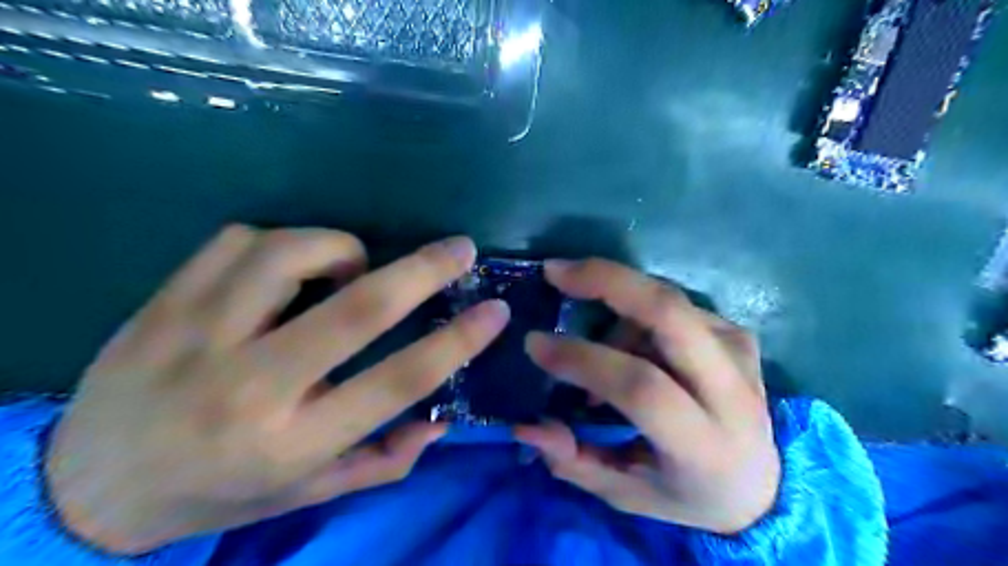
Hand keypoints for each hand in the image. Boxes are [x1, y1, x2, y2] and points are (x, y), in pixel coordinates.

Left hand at [45, 226, 511, 551]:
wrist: (88, 485)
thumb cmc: (218, 491)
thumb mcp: (308, 492)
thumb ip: (383, 459)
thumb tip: (442, 420)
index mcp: (293, 440)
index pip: (397, 381)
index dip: (458, 342)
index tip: (495, 311)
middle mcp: (250, 385)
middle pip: (356, 309)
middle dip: (422, 271)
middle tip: (459, 249)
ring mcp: (198, 335)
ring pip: (290, 255)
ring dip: (341, 249)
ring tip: (352, 265)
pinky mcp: (164, 302)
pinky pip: (240, 240)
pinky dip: (284, 242)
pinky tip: (287, 267)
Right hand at [513, 260, 777, 533]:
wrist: (762, 482)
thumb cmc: (687, 494)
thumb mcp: (626, 494)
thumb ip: (574, 461)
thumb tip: (525, 426)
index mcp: (704, 443)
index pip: (641, 386)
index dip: (583, 359)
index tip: (534, 344)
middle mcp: (731, 390)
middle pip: (669, 312)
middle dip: (606, 281)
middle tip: (556, 272)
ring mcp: (739, 351)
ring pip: (665, 301)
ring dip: (615, 312)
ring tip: (595, 349)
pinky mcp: (737, 333)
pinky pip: (674, 306)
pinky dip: (636, 314)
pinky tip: (629, 344)